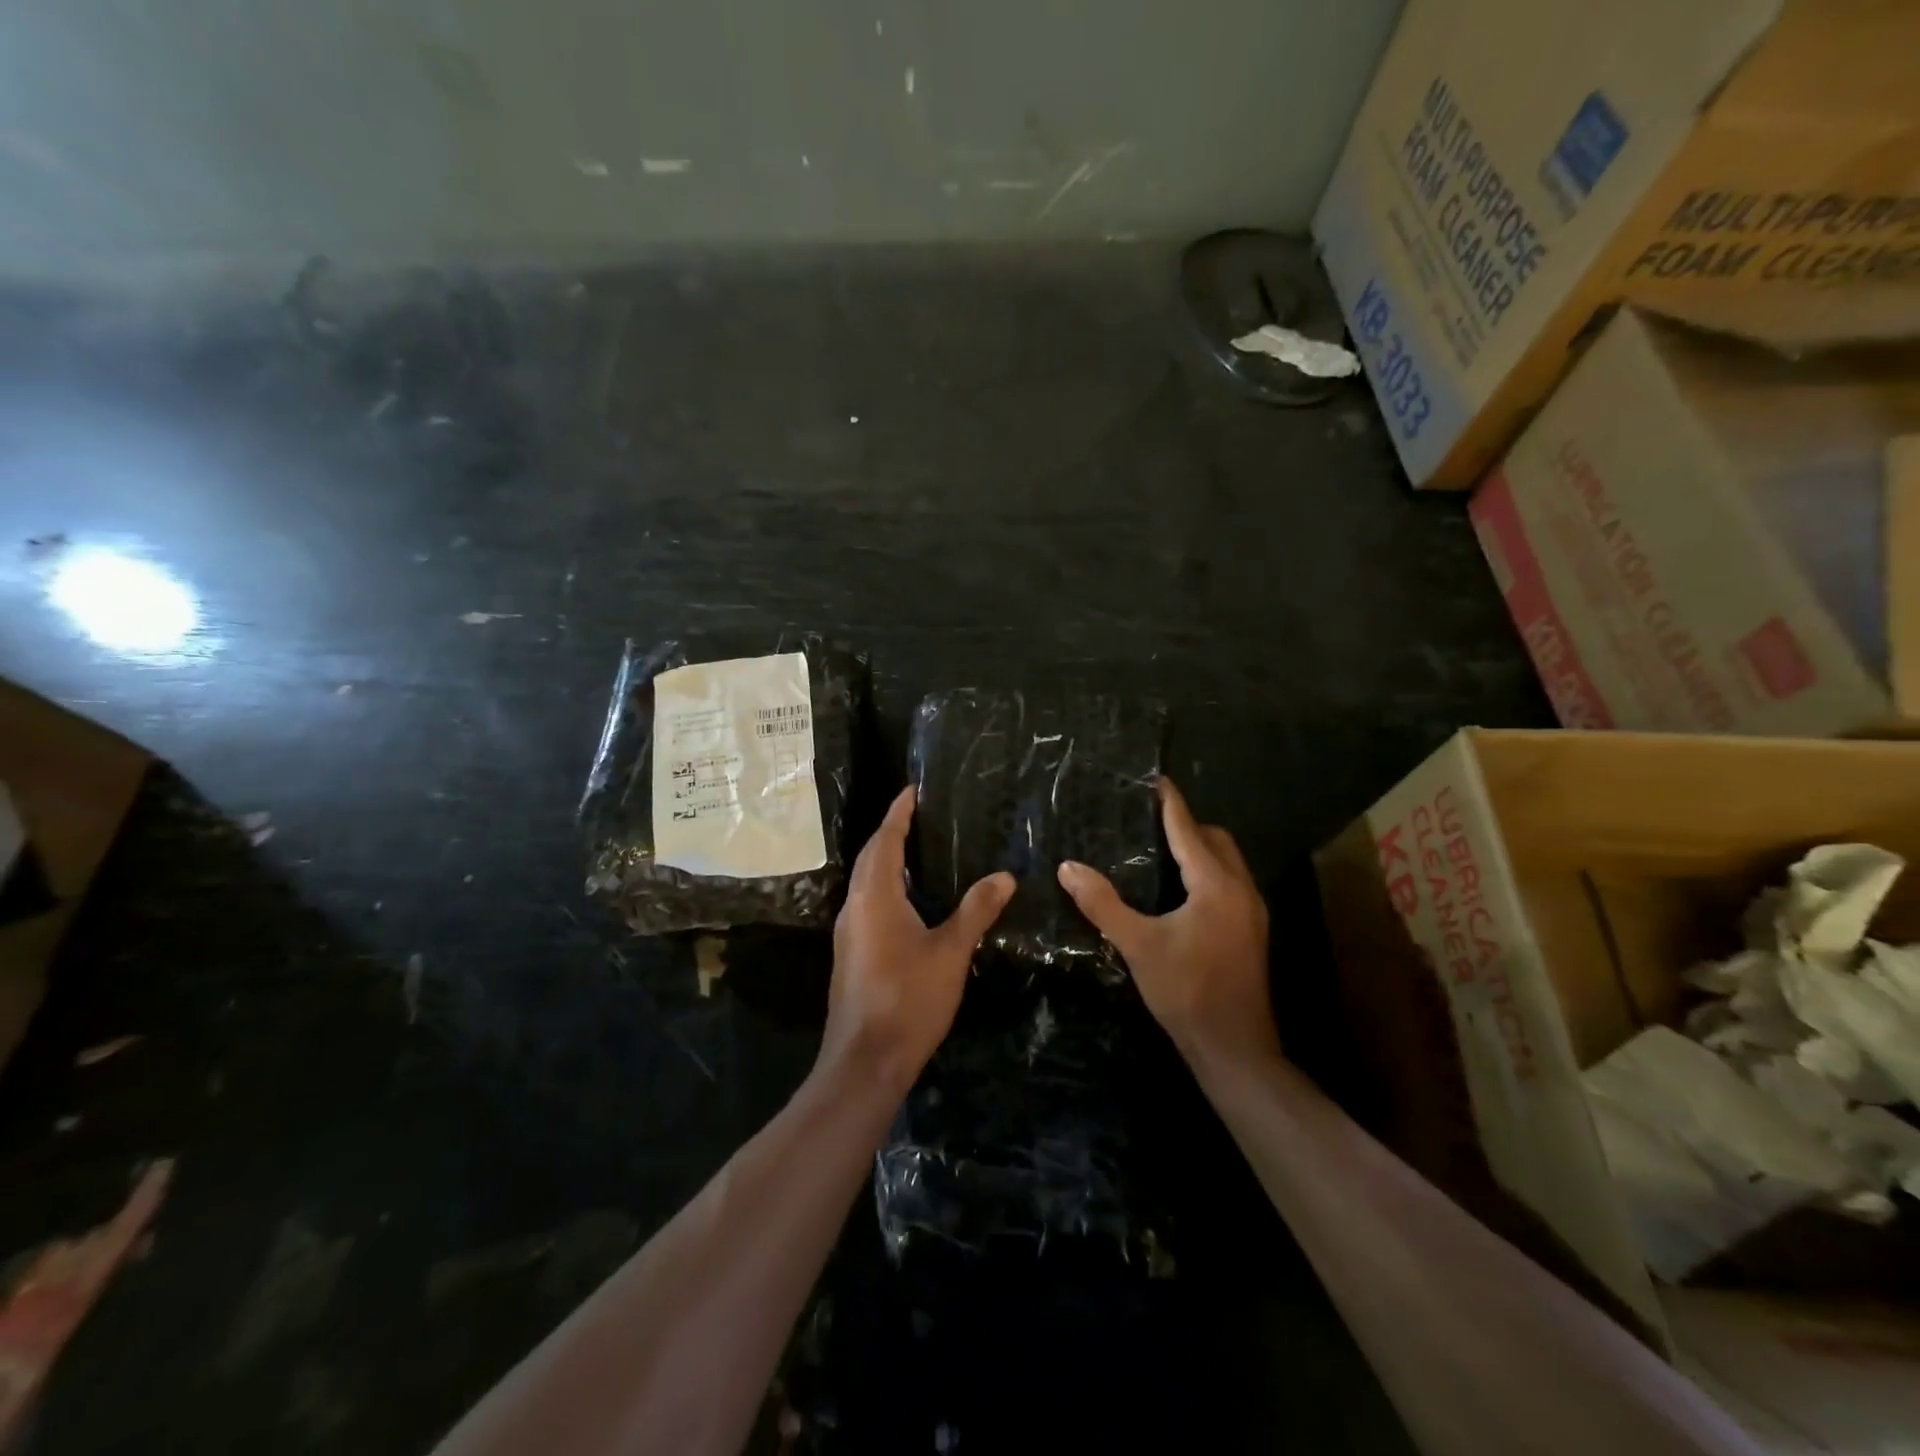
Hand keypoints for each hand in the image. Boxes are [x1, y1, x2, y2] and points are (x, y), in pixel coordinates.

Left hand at [822, 786, 1015, 1094]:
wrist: (866, 1061)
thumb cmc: (908, 999)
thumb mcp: (951, 952)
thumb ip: (976, 910)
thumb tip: (1005, 876)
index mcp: (876, 896)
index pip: (886, 840)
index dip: (898, 813)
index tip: (912, 790)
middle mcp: (855, 906)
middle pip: (871, 857)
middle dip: (890, 832)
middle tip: (918, 815)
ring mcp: (849, 932)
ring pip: (866, 882)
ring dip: (886, 860)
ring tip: (917, 850)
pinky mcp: (851, 954)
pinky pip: (867, 903)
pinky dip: (886, 887)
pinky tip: (909, 901)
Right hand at [1057, 778, 1277, 1070]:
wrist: (1234, 1047)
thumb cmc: (1186, 991)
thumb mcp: (1138, 945)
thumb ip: (1103, 903)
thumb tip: (1067, 867)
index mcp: (1216, 885)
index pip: (1188, 830)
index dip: (1170, 803)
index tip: (1153, 780)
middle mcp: (1240, 890)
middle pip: (1216, 840)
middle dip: (1187, 825)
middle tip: (1148, 822)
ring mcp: (1251, 912)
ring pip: (1227, 863)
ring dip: (1199, 850)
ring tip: (1158, 851)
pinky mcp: (1250, 931)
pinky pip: (1229, 883)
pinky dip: (1206, 873)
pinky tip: (1178, 893)